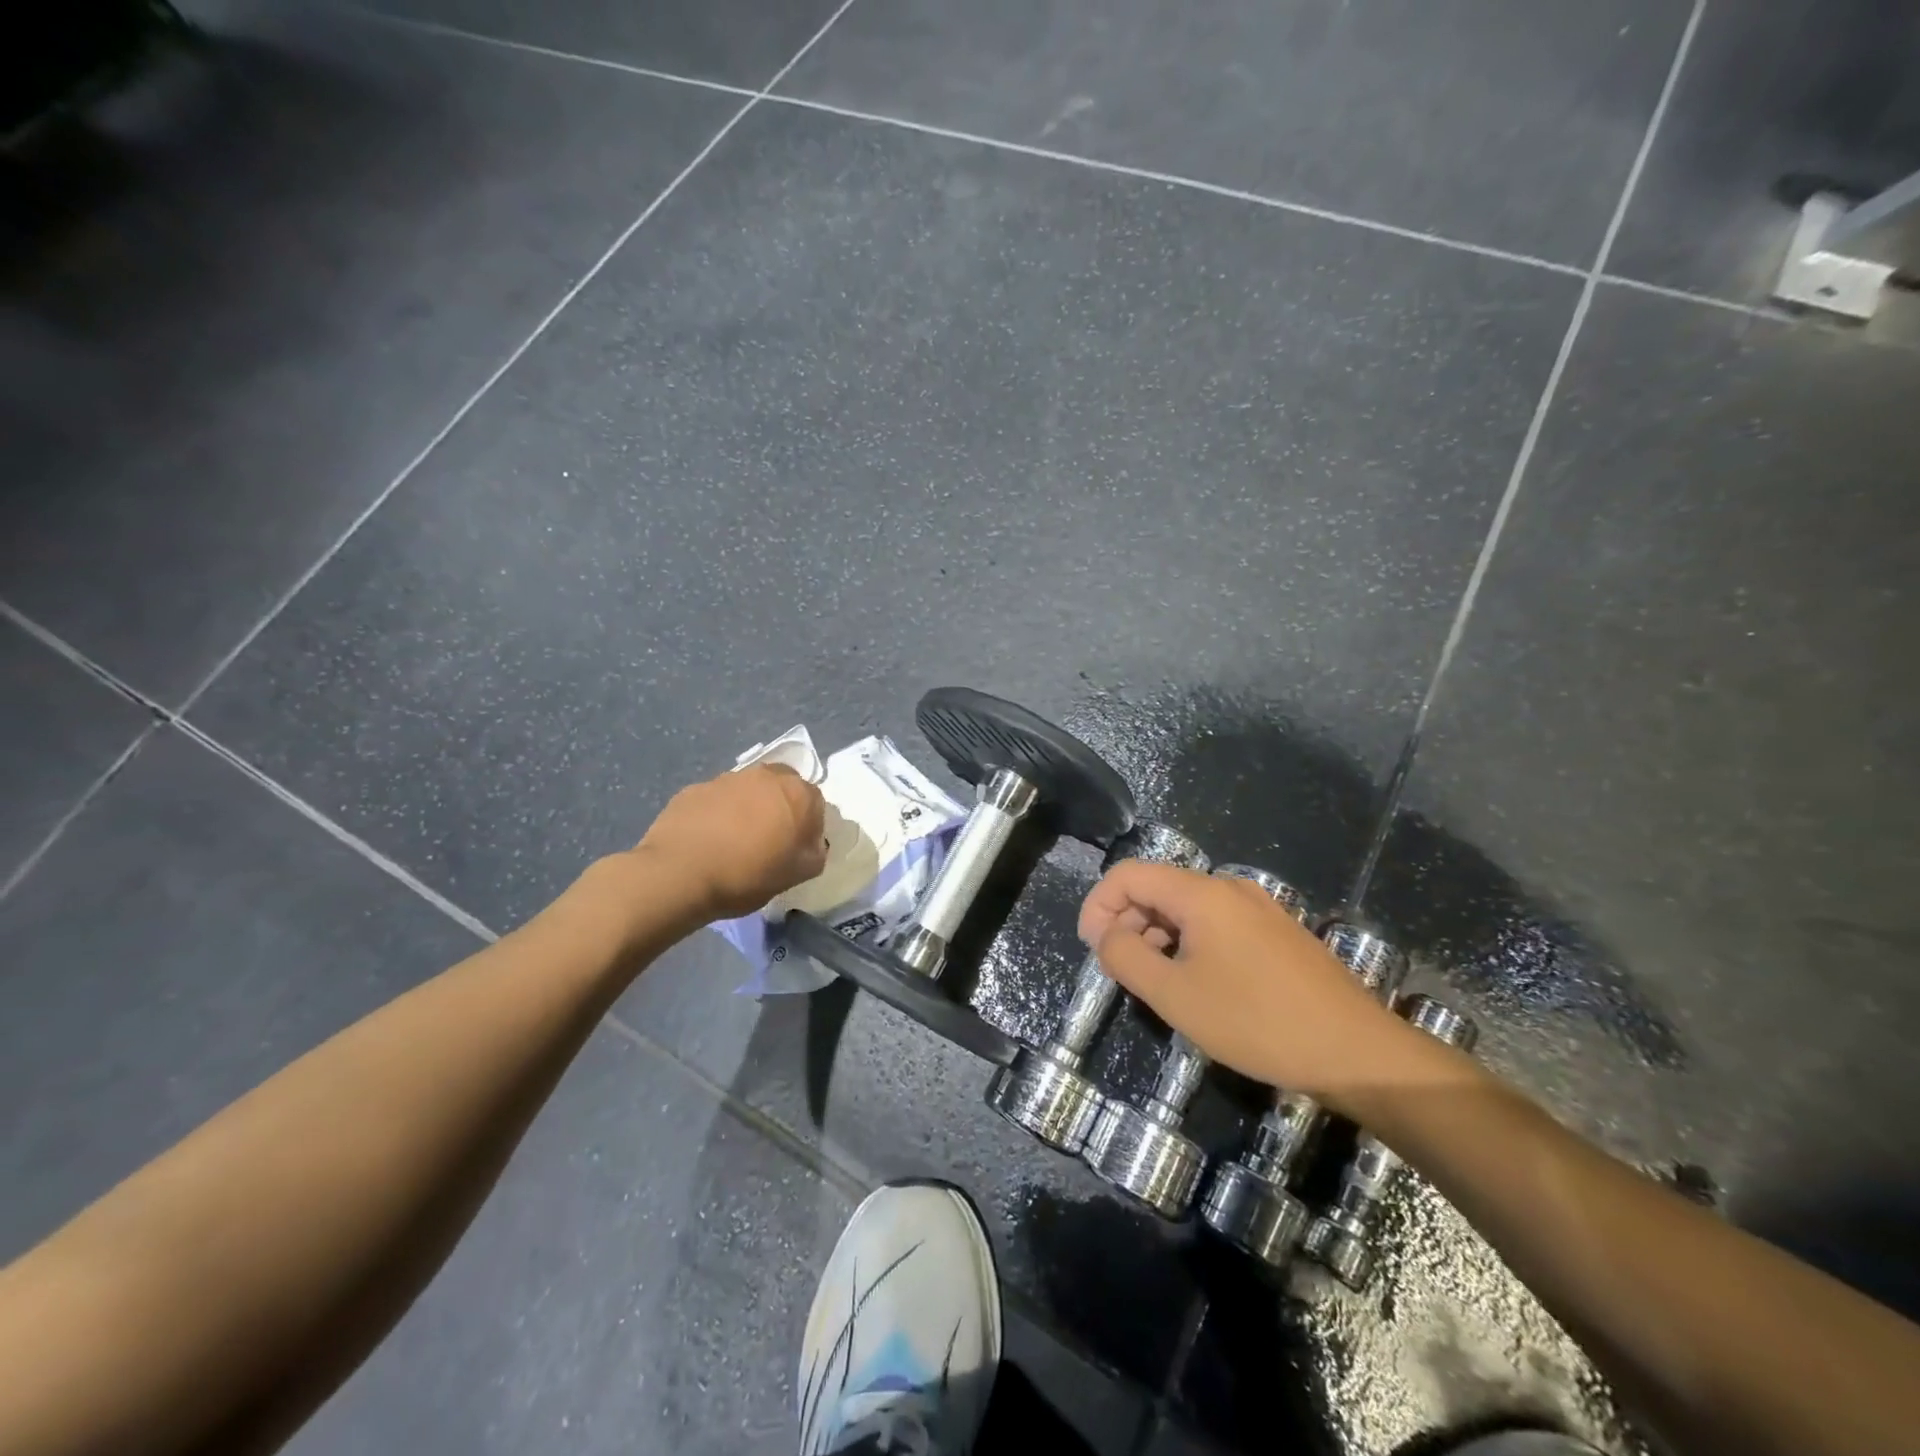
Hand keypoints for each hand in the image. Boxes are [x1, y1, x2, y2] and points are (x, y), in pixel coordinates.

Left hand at [635, 765, 827, 920]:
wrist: (679, 874)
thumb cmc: (747, 875)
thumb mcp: (796, 875)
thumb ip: (815, 853)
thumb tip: (812, 843)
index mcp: (797, 794)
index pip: (815, 804)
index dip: (808, 827)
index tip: (796, 849)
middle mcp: (765, 776)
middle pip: (782, 788)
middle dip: (780, 808)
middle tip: (769, 840)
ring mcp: (727, 778)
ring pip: (748, 790)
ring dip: (748, 808)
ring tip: (735, 842)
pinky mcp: (695, 788)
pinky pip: (716, 800)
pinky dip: (718, 814)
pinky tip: (708, 840)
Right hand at [1078, 862, 1427, 1113]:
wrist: (1357, 1052)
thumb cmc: (1256, 1022)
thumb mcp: (1175, 995)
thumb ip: (1125, 957)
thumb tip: (1105, 935)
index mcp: (1201, 893)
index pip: (1129, 874)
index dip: (1098, 905)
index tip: (1092, 948)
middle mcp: (1229, 887)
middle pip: (1158, 887)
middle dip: (1127, 921)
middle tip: (1120, 970)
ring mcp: (1259, 907)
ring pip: (1187, 906)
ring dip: (1158, 934)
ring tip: (1156, 981)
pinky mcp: (1277, 931)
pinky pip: (1217, 922)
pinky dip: (1189, 942)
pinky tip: (1197, 982)